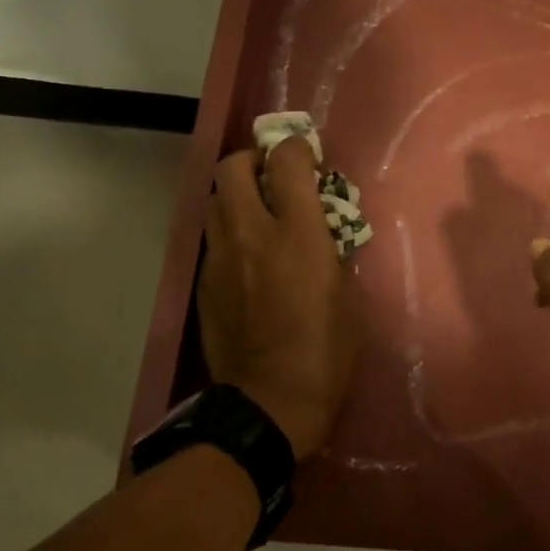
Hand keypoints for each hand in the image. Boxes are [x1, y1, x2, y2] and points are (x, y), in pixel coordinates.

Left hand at [198, 135, 356, 457]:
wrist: (270, 401)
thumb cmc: (325, 349)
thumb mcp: (346, 293)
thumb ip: (330, 248)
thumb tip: (319, 228)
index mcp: (296, 233)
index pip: (286, 161)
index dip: (297, 149)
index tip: (307, 159)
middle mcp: (251, 233)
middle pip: (233, 166)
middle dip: (253, 160)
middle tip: (272, 178)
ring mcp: (220, 256)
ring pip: (215, 199)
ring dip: (236, 194)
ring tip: (257, 215)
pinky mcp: (203, 281)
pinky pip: (213, 238)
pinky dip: (229, 232)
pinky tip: (246, 257)